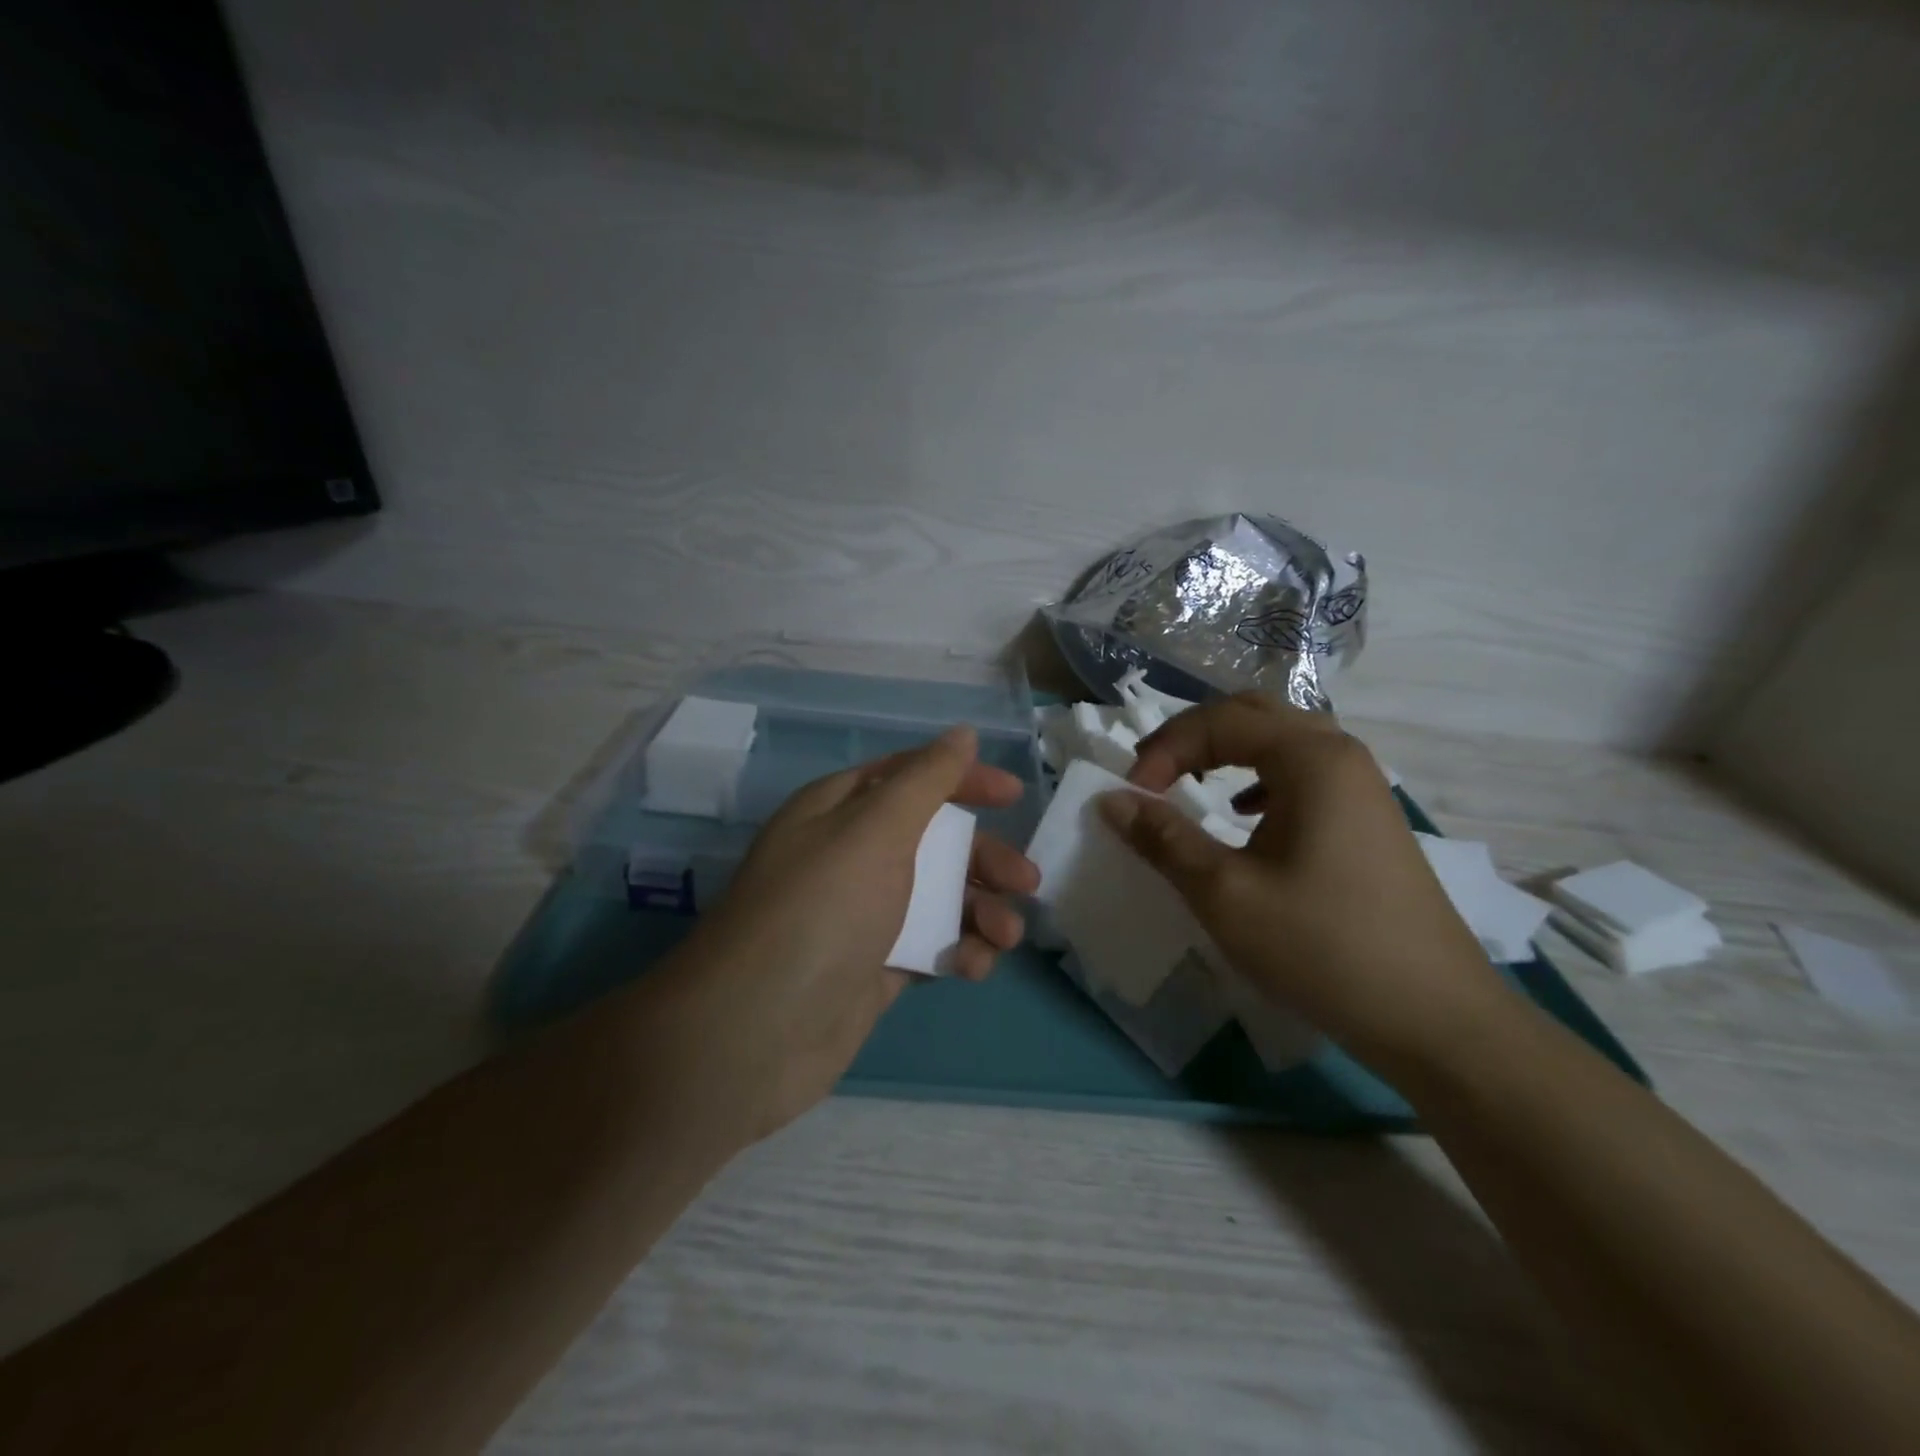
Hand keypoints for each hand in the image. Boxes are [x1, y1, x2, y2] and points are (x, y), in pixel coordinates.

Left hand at [655, 726, 1037, 1143]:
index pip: (909, 777)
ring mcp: (862, 915)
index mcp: (840, 810)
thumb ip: (925, 780)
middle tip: (1025, 881)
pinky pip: (928, 946)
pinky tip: (973, 967)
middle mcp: (850, 856)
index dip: (962, 778)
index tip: (1013, 795)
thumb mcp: (874, 829)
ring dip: (980, 910)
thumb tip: (962, 734)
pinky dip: (957, 951)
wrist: (756, 1032)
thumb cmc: (821, 909)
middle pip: (933, 840)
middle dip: (983, 856)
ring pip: (937, 897)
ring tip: (1006, 935)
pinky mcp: (873, 967)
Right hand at [1100, 693, 1505, 1068]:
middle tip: (1154, 776)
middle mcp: (1341, 754)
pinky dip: (1260, 777)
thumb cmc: (1321, 946)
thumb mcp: (1225, 893)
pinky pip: (1303, 772)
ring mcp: (1362, 785)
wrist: (1435, 1018)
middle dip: (1193, 737)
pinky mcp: (1368, 818)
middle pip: (1253, 714)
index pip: (1218, 721)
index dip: (1163, 750)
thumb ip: (1163, 838)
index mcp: (1310, 757)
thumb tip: (1111, 800)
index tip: (1131, 798)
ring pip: (1281, 740)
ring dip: (1227, 752)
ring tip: (1191, 783)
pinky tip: (1245, 814)